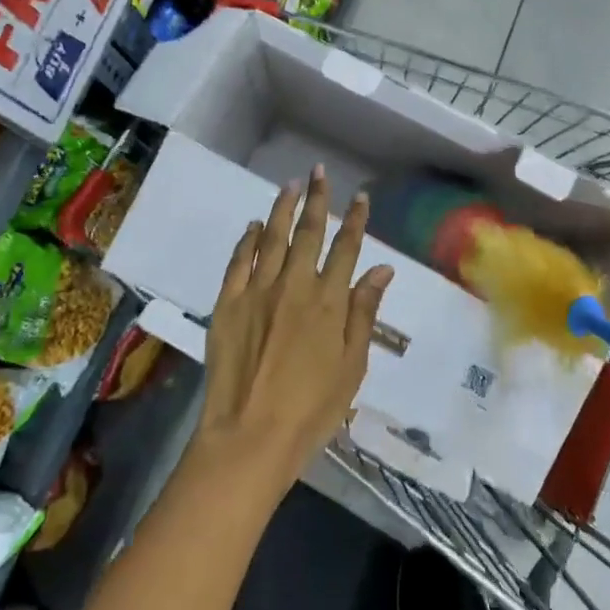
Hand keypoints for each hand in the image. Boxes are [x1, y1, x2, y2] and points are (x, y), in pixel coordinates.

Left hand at [193, 167, 393, 491]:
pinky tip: (252, 227)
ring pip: (272, 238)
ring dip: (282, 209)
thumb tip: (382, 270)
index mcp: (329, 300)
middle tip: (318, 172)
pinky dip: (246, 241)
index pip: (346, 248)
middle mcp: (295, 285)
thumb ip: (364, 313)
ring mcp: (258, 291)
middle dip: (317, 199)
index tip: (360, 196)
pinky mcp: (228, 304)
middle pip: (309, 232)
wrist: (249, 437)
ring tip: (289, 186)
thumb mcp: (352, 365)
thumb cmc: (312, 409)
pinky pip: (238, 262)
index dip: (355, 219)